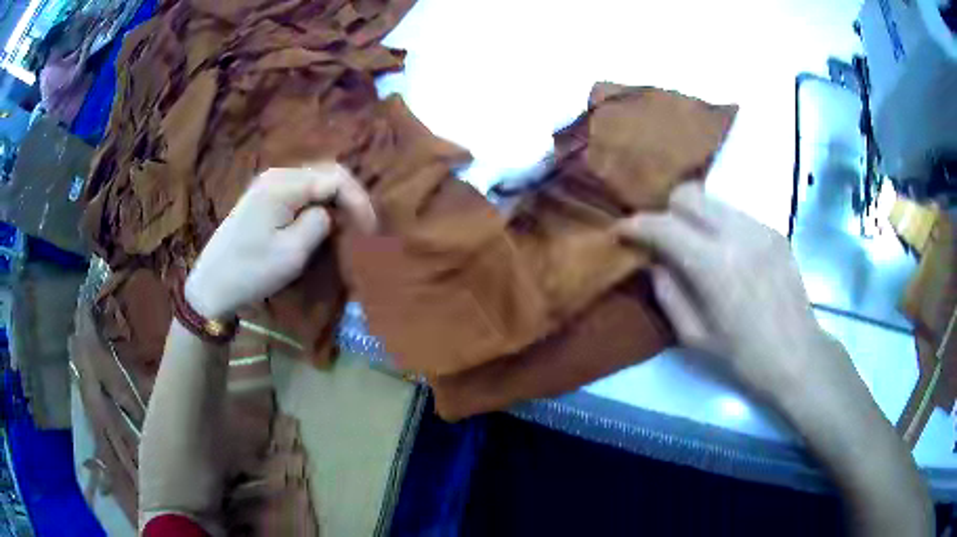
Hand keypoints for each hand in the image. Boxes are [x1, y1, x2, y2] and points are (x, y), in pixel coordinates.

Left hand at [185, 162, 375, 318]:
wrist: (212, 285)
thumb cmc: (251, 271)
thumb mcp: (292, 253)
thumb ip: (319, 223)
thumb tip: (329, 212)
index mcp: (284, 184)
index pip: (335, 178)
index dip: (358, 201)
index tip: (370, 230)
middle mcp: (277, 175)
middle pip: (327, 173)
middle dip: (350, 197)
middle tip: (363, 226)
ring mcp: (268, 184)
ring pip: (315, 181)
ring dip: (335, 200)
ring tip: (349, 224)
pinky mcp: (264, 197)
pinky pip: (301, 191)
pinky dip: (319, 203)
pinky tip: (324, 220)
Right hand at [616, 182, 837, 402]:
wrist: (797, 355)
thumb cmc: (743, 357)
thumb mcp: (693, 336)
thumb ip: (668, 292)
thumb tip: (654, 261)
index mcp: (713, 265)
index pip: (663, 226)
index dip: (636, 225)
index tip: (621, 231)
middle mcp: (736, 233)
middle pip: (688, 194)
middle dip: (666, 210)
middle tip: (662, 238)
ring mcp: (759, 228)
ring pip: (712, 200)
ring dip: (694, 217)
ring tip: (694, 246)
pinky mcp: (774, 231)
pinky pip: (735, 215)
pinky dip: (719, 226)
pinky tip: (726, 255)